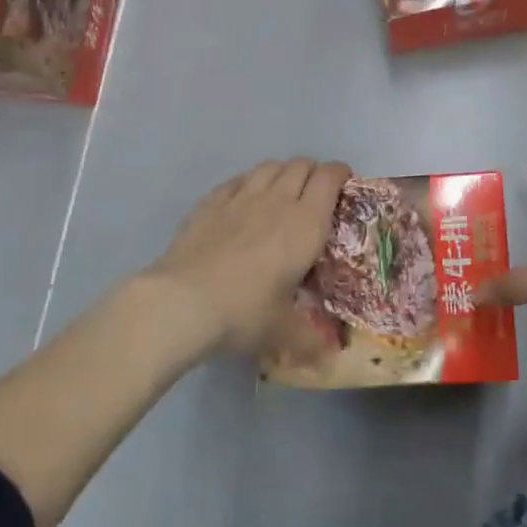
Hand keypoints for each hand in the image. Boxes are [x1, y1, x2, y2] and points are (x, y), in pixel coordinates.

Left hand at [147, 158, 349, 358]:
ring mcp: (241, 197)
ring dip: (282, 173)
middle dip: (313, 174)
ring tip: (281, 193)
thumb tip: (329, 361)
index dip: (341, 174)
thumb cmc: (244, 313)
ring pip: (270, 166)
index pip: (330, 178)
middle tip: (314, 196)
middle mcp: (277, 200)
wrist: (182, 302)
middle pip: (301, 165)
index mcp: (306, 224)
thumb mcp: (282, 332)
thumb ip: (310, 342)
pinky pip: (238, 179)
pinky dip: (249, 183)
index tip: (344, 186)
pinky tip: (244, 201)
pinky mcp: (210, 202)